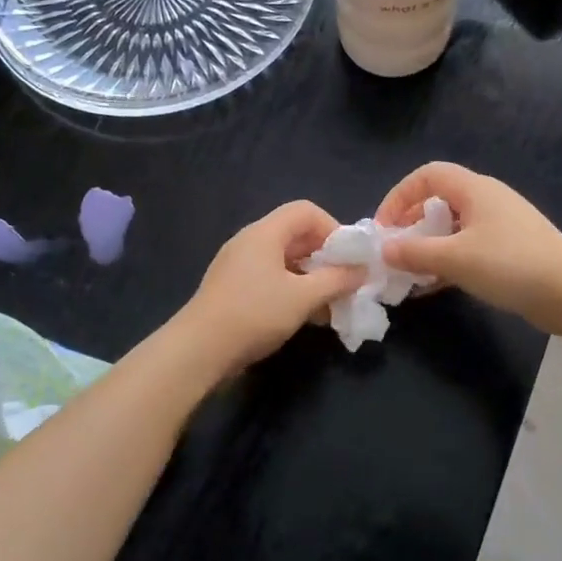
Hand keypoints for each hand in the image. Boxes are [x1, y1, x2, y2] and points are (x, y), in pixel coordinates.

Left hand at [180, 201, 362, 370]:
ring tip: (329, 305)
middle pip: (295, 235)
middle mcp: (250, 241)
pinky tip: (305, 317)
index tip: (348, 258)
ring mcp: (238, 265)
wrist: (199, 349)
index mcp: (264, 233)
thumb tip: (362, 270)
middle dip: (325, 257)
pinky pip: (270, 278)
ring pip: (284, 260)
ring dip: (311, 277)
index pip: (306, 211)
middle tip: (344, 282)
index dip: (333, 228)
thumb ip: (336, 280)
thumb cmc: (255, 314)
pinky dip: (292, 290)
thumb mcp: (303, 297)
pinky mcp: (233, 288)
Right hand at [376, 162, 561, 333]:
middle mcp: (487, 200)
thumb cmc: (510, 265)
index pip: (427, 175)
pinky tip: (434, 286)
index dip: (399, 196)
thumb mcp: (455, 259)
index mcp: (474, 189)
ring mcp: (501, 225)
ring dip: (429, 246)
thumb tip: (383, 250)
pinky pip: (469, 247)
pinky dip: (448, 261)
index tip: (383, 227)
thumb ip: (414, 252)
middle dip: (411, 223)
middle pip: (439, 200)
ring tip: (410, 271)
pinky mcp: (511, 250)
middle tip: (395, 250)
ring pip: (453, 227)